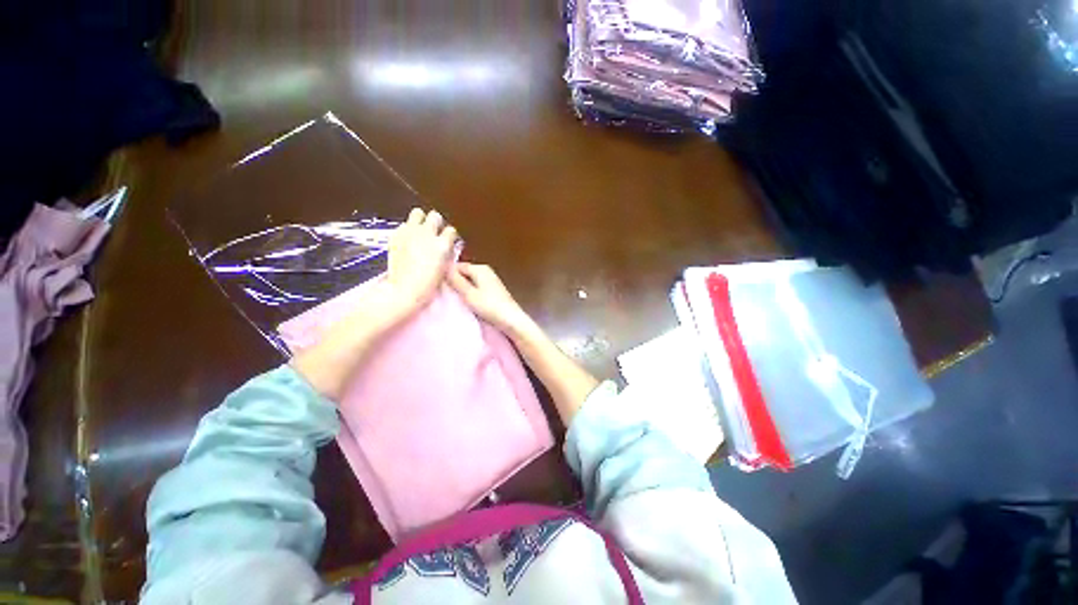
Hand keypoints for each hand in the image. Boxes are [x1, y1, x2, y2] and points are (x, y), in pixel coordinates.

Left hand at [386, 208, 457, 310]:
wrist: (404, 289)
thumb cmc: (427, 285)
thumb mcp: (444, 268)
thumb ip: (446, 253)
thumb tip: (446, 247)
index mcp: (442, 245)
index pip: (451, 230)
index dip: (449, 236)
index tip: (447, 240)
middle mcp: (427, 234)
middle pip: (435, 216)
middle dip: (436, 222)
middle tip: (434, 232)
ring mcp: (410, 233)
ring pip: (418, 212)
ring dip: (420, 220)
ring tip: (420, 230)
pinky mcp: (396, 235)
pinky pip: (404, 224)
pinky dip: (407, 229)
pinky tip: (407, 239)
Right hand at [449, 263, 532, 334]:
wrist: (511, 319)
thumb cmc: (489, 306)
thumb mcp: (469, 294)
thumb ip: (455, 280)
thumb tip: (443, 267)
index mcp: (479, 268)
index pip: (456, 266)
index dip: (446, 275)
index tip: (436, 286)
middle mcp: (486, 270)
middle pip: (463, 273)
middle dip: (454, 281)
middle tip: (442, 294)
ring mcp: (491, 280)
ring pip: (470, 281)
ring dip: (462, 289)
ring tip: (453, 299)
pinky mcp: (493, 290)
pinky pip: (476, 287)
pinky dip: (470, 293)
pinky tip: (466, 302)